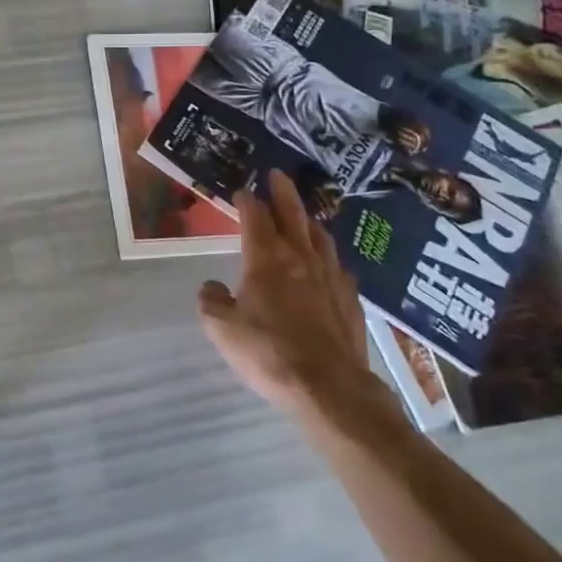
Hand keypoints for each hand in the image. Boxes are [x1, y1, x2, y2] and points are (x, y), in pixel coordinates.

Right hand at [197, 171, 388, 421]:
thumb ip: (212, 301)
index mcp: (266, 259)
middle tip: (277, 175)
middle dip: (283, 193)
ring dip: (308, 221)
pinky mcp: (349, 300)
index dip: (247, 201)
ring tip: (303, 215)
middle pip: (293, 215)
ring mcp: (330, 278)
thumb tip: (212, 286)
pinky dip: (328, 257)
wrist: (328, 387)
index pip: (255, 218)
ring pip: (320, 237)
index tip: (241, 191)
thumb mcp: (222, 328)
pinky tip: (328, 264)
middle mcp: (300, 258)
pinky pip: (338, 267)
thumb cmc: (267, 352)